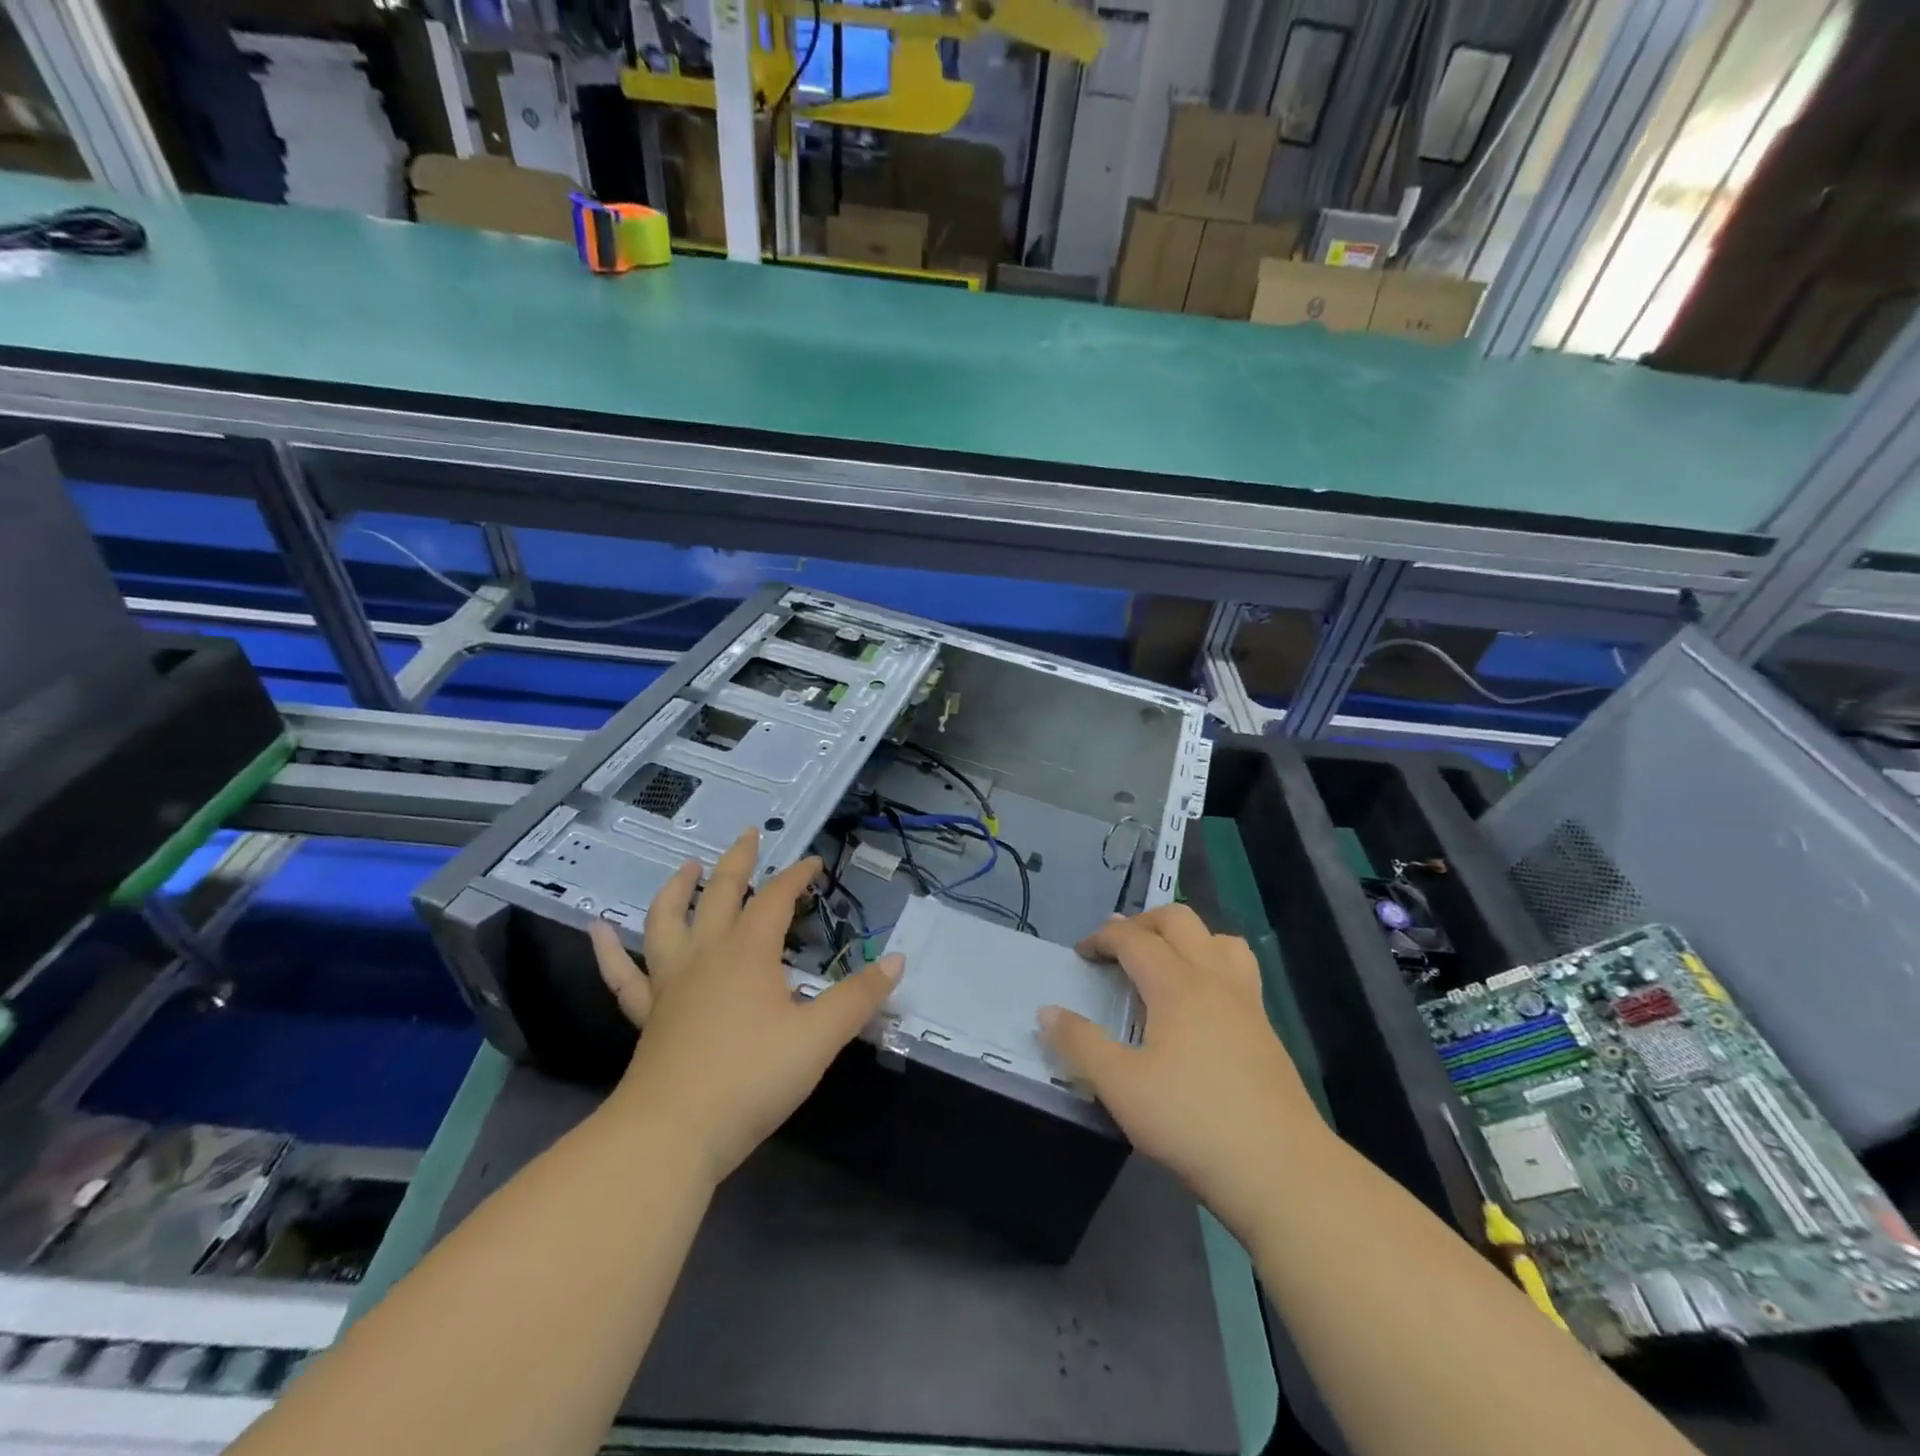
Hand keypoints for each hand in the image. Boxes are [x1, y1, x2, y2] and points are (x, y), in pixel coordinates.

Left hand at [589, 827, 902, 1184]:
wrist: (672, 1134)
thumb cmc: (752, 1078)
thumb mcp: (819, 1037)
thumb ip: (859, 997)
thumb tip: (897, 960)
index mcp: (749, 953)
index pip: (776, 899)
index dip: (796, 877)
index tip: (814, 863)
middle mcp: (706, 956)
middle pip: (721, 895)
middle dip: (738, 862)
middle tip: (748, 835)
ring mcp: (670, 984)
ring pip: (667, 922)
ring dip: (677, 890)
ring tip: (686, 867)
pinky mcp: (648, 1016)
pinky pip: (623, 976)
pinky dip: (608, 950)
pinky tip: (596, 929)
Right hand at [1040, 905, 1325, 1240]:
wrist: (1281, 1170)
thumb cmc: (1192, 1122)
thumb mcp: (1120, 1086)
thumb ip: (1080, 1044)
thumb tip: (1046, 1012)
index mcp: (1177, 984)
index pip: (1133, 939)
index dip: (1102, 938)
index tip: (1081, 954)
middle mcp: (1214, 978)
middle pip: (1179, 920)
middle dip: (1142, 923)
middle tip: (1117, 947)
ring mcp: (1247, 1001)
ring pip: (1218, 938)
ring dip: (1186, 937)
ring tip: (1165, 962)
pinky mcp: (1266, 1028)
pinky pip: (1238, 969)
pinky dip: (1211, 963)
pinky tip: (1201, 1003)